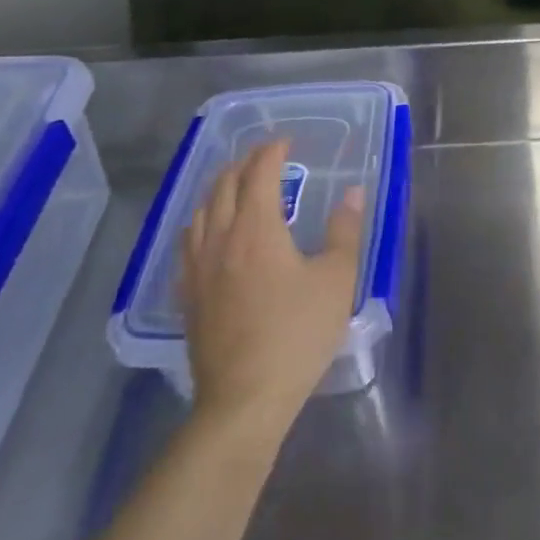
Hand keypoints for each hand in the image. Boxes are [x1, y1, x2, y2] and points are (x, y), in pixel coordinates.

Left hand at [179, 139, 364, 431]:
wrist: (244, 398)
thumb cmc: (297, 334)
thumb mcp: (336, 280)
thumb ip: (345, 231)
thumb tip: (351, 193)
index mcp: (257, 228)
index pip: (259, 174)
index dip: (271, 152)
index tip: (285, 141)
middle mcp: (220, 239)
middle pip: (224, 186)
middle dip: (243, 164)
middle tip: (263, 156)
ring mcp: (198, 269)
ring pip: (200, 212)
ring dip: (218, 189)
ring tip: (234, 185)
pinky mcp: (188, 296)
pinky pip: (188, 243)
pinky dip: (201, 222)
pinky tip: (207, 233)